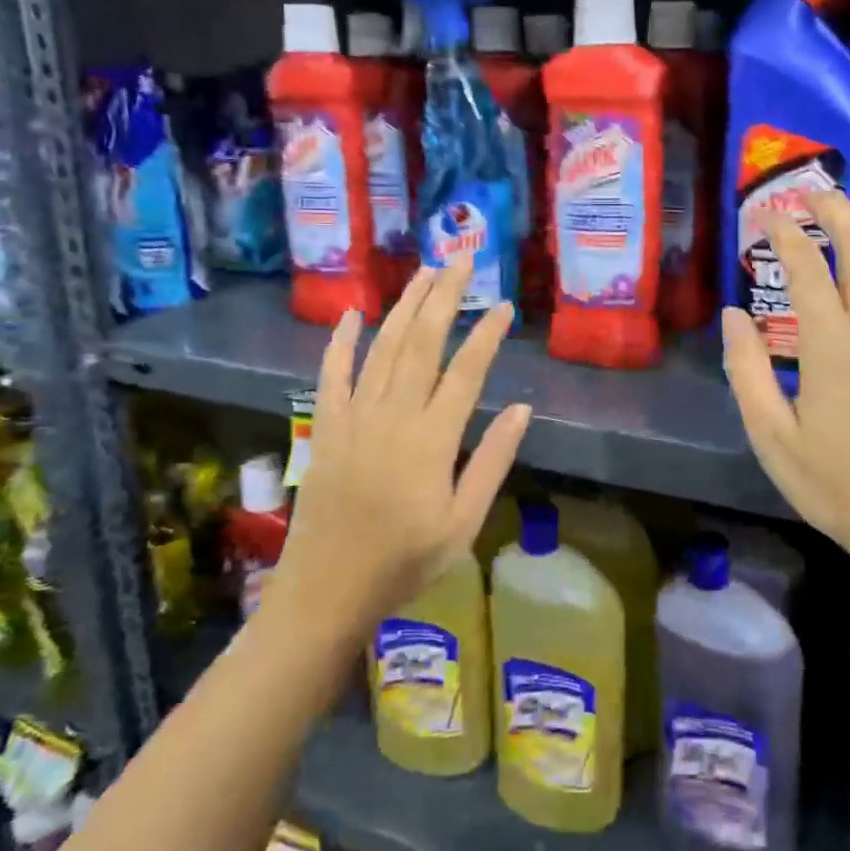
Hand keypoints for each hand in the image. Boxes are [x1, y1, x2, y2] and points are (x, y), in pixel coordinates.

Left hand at [265, 260, 532, 628]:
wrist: (326, 589)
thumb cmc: (404, 561)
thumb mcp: (463, 522)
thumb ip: (492, 462)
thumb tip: (523, 410)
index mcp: (432, 439)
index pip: (466, 371)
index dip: (486, 335)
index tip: (504, 306)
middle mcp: (393, 416)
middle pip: (422, 343)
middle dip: (443, 298)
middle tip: (461, 261)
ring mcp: (354, 417)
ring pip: (382, 348)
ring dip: (404, 307)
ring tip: (424, 273)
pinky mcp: (327, 426)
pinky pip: (332, 374)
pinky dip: (341, 341)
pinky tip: (353, 313)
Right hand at [720, 189, 849, 568]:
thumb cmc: (833, 484)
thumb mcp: (772, 434)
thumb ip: (748, 370)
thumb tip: (735, 317)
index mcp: (836, 349)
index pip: (810, 273)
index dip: (788, 238)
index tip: (770, 215)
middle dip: (840, 216)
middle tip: (814, 194)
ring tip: (838, 220)